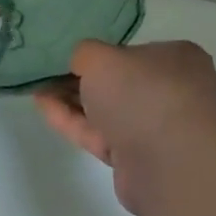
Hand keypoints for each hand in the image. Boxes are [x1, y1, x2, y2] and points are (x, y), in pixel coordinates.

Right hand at [36, 40, 215, 215]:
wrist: (167, 164)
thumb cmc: (141, 95)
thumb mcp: (102, 57)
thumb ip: (84, 52)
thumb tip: (81, 62)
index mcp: (178, 58)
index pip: (134, 51)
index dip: (102, 53)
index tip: (71, 55)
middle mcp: (173, 91)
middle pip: (119, 82)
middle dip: (82, 79)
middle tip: (48, 72)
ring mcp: (157, 127)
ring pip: (108, 110)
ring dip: (72, 100)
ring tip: (37, 88)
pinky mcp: (138, 157)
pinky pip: (101, 134)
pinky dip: (73, 121)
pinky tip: (43, 107)